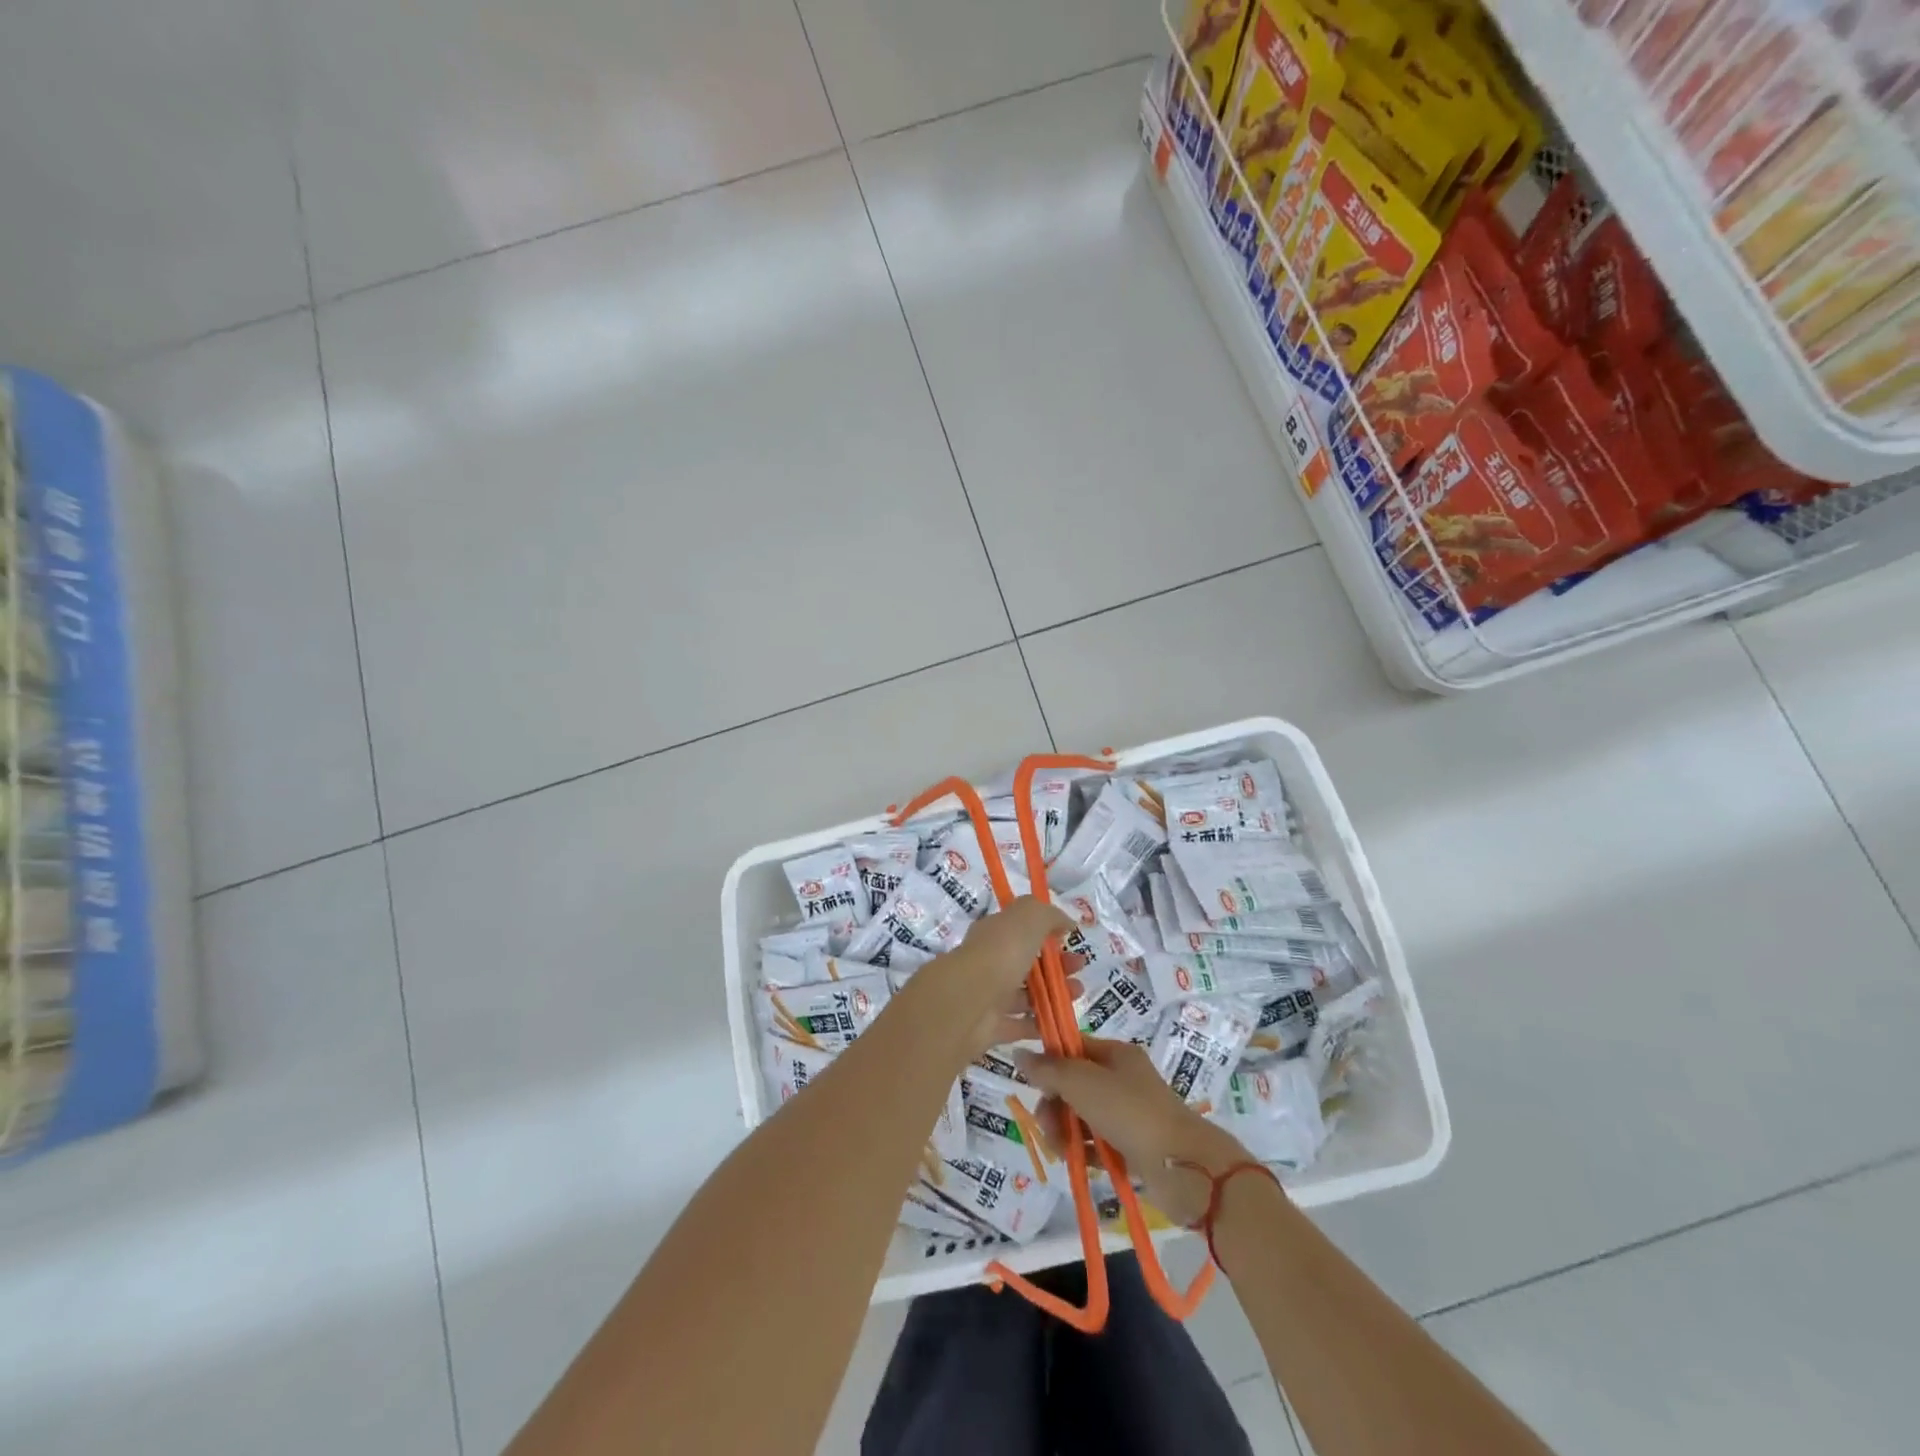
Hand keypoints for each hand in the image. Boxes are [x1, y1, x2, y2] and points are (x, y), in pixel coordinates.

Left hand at [906, 897, 1074, 1058]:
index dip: (1046, 932)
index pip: (1020, 929)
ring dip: (1054, 993)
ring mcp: (988, 996)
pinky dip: (1040, 1024)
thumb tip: (1066, 921)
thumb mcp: (1029, 917)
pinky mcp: (990, 1028)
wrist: (968, 1002)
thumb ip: (1049, 914)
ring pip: (1026, 994)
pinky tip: (1061, 1023)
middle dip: (1057, 964)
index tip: (1070, 938)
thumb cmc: (1000, 953)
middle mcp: (988, 962)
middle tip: (1081, 968)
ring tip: (1079, 993)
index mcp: (993, 933)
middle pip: (1026, 963)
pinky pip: (1020, 1025)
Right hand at [1017, 1038, 1252, 1226]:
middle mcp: (1123, 1079)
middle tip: (1046, 1125)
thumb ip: (1049, 1070)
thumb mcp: (1083, 1083)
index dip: (1050, 1062)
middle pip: (1074, 1084)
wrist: (1185, 1167)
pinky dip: (1083, 1150)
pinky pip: (1097, 1142)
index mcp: (1116, 1054)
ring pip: (1082, 1115)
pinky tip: (1075, 1161)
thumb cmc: (1131, 1113)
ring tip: (1060, 1150)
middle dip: (1054, 1104)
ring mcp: (1129, 1113)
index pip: (1072, 1047)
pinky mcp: (1133, 1146)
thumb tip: (1019, 1052)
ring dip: (1064, 1130)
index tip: (1032, 1084)